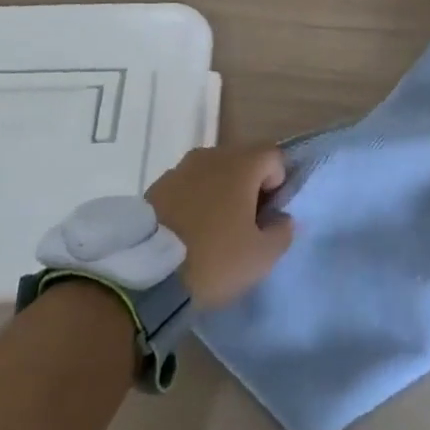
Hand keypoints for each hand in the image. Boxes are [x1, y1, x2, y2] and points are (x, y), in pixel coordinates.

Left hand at [145, 146, 294, 307]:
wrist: (146, 274)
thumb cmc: (214, 259)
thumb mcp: (261, 257)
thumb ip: (282, 232)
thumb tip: (283, 218)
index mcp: (241, 164)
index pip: (274, 156)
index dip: (278, 184)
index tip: (267, 216)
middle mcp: (211, 155)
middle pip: (242, 161)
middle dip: (249, 187)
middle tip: (245, 226)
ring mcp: (180, 168)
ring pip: (213, 173)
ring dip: (220, 193)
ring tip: (214, 231)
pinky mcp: (156, 186)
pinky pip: (188, 186)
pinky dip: (194, 201)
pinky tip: (188, 232)